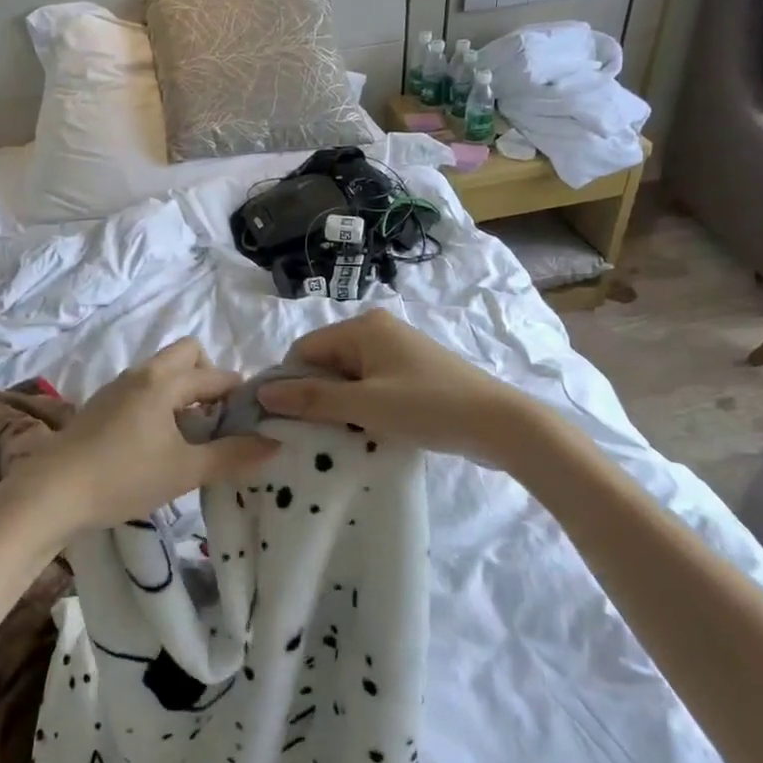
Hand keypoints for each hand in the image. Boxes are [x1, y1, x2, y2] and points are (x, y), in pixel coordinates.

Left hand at [28, 339, 277, 531]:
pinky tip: (158, 444)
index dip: (240, 394)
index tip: (254, 422)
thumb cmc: (123, 477)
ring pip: (162, 374)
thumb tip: (274, 444)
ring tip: (192, 436)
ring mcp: (116, 389)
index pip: (216, 375)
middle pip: (187, 355)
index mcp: (163, 382)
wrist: (50, 494)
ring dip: (184, 394)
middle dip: (209, 379)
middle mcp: (140, 374)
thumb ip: (232, 457)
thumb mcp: (185, 471)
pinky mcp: (99, 408)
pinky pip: (143, 391)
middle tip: (218, 420)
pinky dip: (160, 405)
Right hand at [254, 309, 535, 463]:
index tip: (286, 420)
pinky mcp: (411, 371)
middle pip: (325, 361)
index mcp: (362, 327)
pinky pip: (370, 384)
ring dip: (339, 404)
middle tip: (313, 433)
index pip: (304, 350)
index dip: (290, 383)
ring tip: (340, 436)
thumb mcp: (364, 405)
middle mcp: (377, 329)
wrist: (498, 423)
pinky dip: (362, 405)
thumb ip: (312, 398)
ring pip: (348, 376)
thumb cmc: (427, 407)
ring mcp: (397, 350)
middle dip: (316, 396)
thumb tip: (264, 393)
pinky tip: (366, 430)